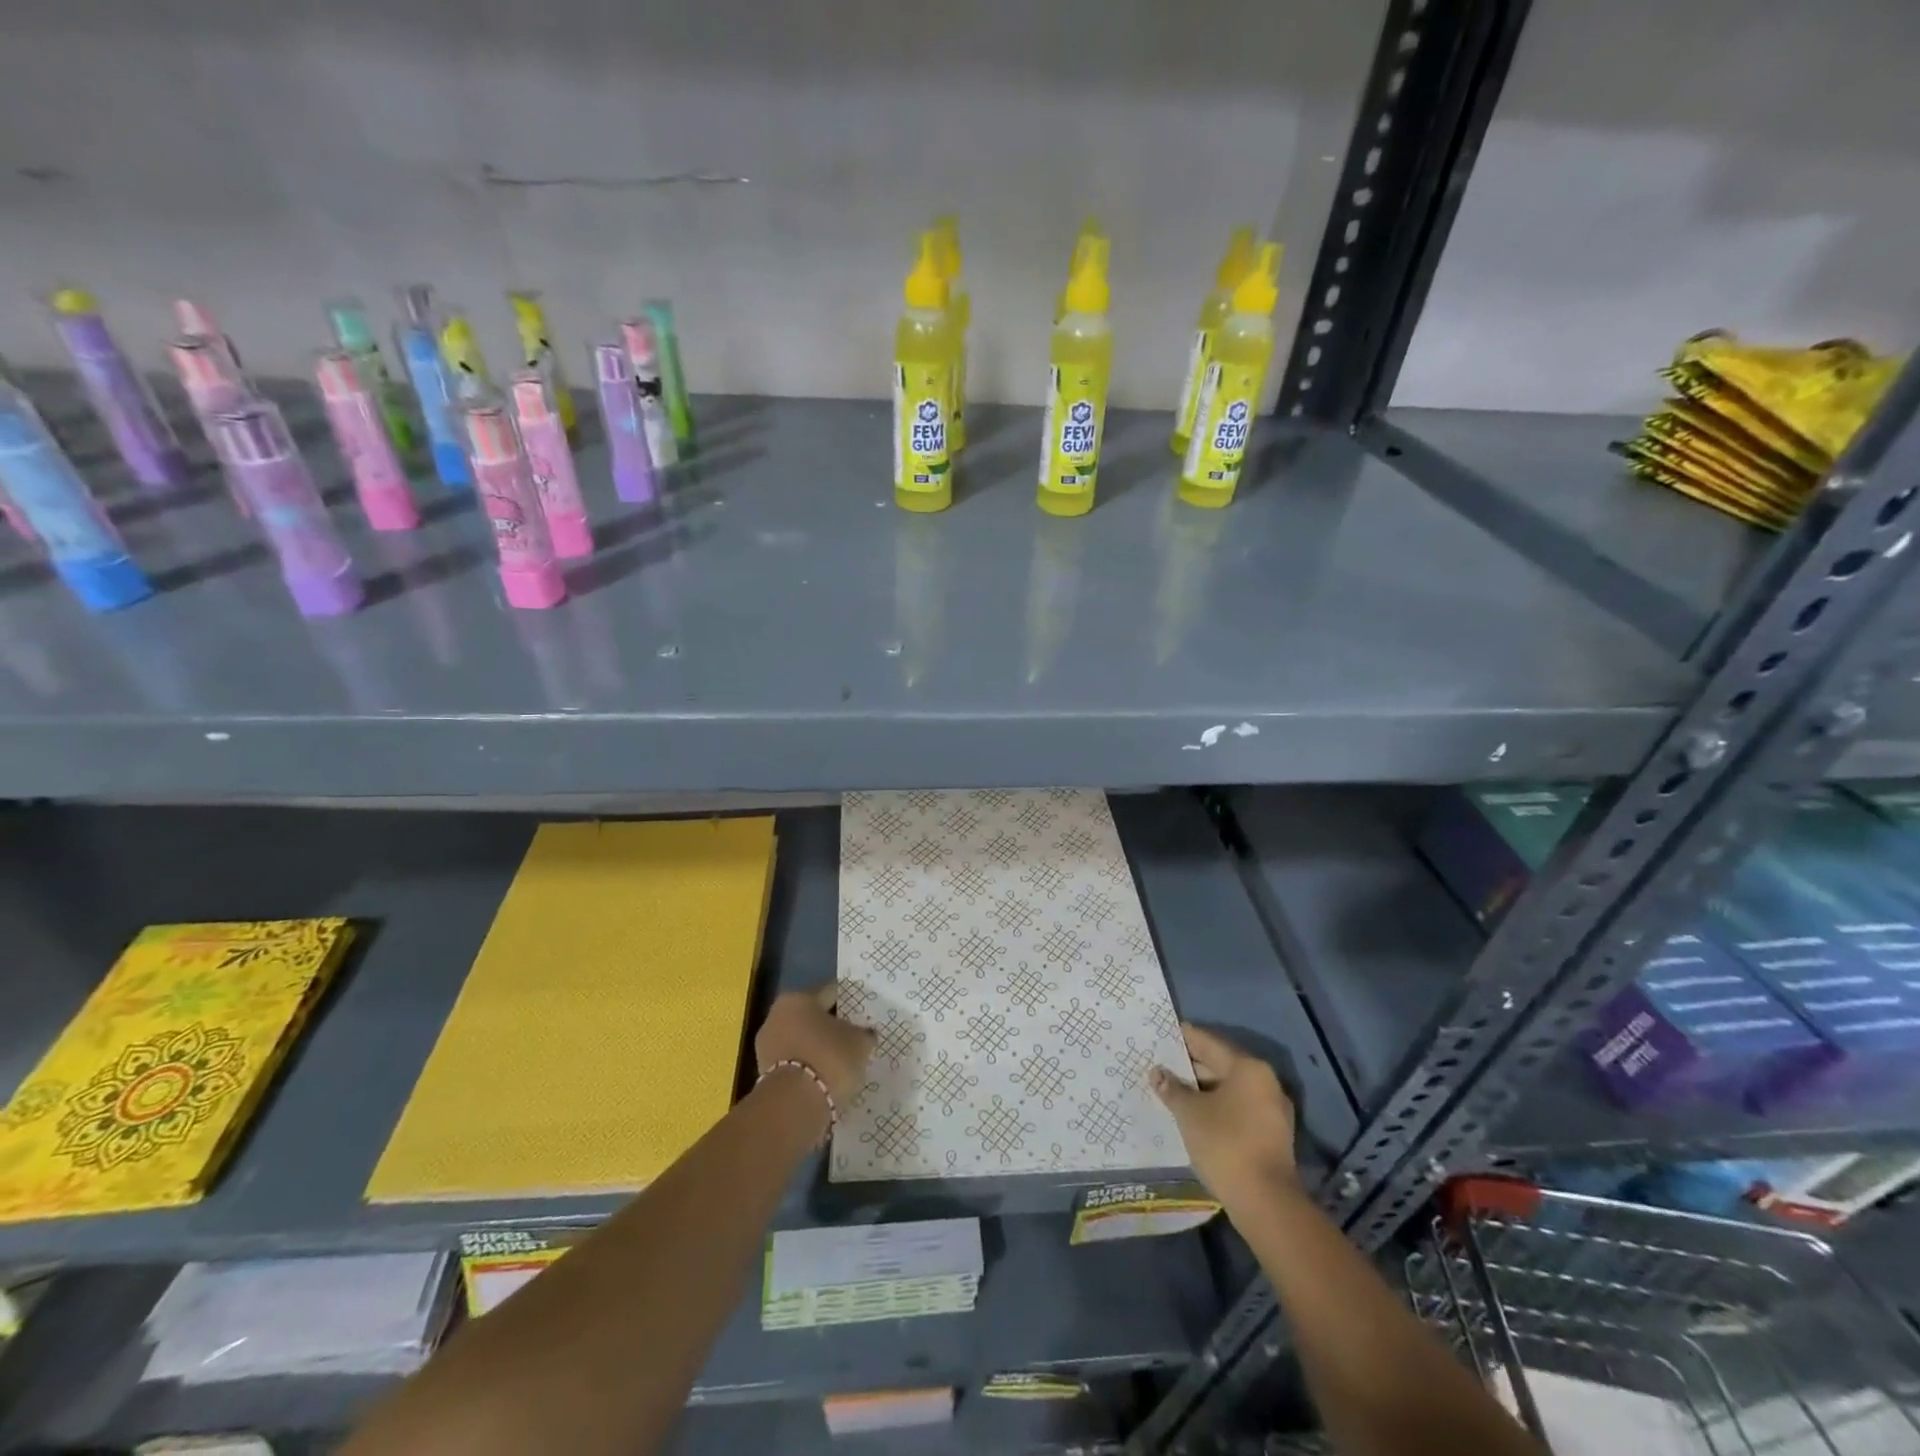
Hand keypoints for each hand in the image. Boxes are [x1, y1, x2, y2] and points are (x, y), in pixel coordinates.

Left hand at [754, 984, 874, 1105]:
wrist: (793, 1105)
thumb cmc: (829, 1058)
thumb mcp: (859, 1043)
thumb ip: (864, 1034)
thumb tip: (865, 1033)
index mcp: (798, 998)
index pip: (830, 993)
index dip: (848, 1001)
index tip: (863, 1012)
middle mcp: (776, 1016)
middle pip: (811, 1017)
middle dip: (830, 1026)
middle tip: (853, 1037)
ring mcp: (766, 1046)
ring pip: (801, 1041)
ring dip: (817, 1049)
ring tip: (841, 1062)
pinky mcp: (764, 1075)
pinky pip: (794, 1064)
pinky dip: (808, 1068)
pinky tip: (826, 1078)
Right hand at [1151, 1023, 1297, 1207]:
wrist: (1265, 1201)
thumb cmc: (1224, 1143)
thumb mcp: (1189, 1112)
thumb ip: (1172, 1088)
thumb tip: (1157, 1073)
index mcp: (1248, 1068)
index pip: (1209, 1042)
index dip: (1184, 1037)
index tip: (1162, 1033)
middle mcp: (1265, 1082)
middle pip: (1221, 1064)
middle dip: (1191, 1065)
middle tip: (1161, 1063)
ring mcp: (1272, 1110)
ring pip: (1230, 1089)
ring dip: (1203, 1089)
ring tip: (1172, 1089)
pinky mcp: (1272, 1134)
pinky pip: (1238, 1108)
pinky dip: (1217, 1106)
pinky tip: (1194, 1113)